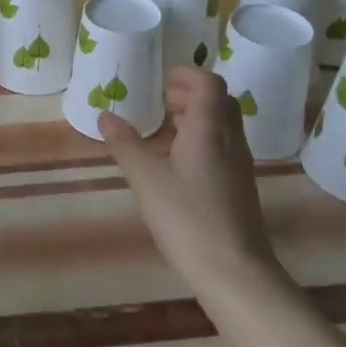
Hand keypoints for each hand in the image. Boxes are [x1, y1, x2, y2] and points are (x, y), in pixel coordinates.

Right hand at [100, 67, 278, 288]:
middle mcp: (230, 140)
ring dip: (196, 117)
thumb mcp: (146, 178)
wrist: (234, 272)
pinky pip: (222, 147)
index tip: (162, 78)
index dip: (187, 74)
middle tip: (161, 99)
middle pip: (219, 102)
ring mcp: (240, 165)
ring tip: (164, 128)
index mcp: (210, 128)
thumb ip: (125, 144)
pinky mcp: (240, 187)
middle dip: (191, 94)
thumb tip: (105, 115)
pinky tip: (177, 163)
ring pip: (222, 126)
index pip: (209, 83)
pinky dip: (201, 140)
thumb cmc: (188, 218)